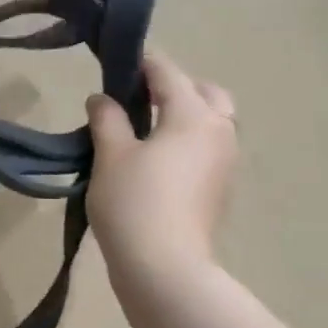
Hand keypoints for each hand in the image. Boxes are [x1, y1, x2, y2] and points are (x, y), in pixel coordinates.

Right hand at [86, 51, 236, 286]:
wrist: (165, 267)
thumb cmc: (134, 202)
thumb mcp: (110, 154)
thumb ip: (107, 119)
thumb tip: (102, 99)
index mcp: (194, 116)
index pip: (167, 74)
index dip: (141, 63)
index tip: (116, 61)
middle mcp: (219, 132)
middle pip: (205, 93)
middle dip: (175, 87)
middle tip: (137, 98)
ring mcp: (225, 162)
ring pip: (212, 121)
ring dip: (184, 114)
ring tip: (144, 128)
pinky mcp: (219, 188)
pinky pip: (207, 148)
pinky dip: (188, 140)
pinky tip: (157, 157)